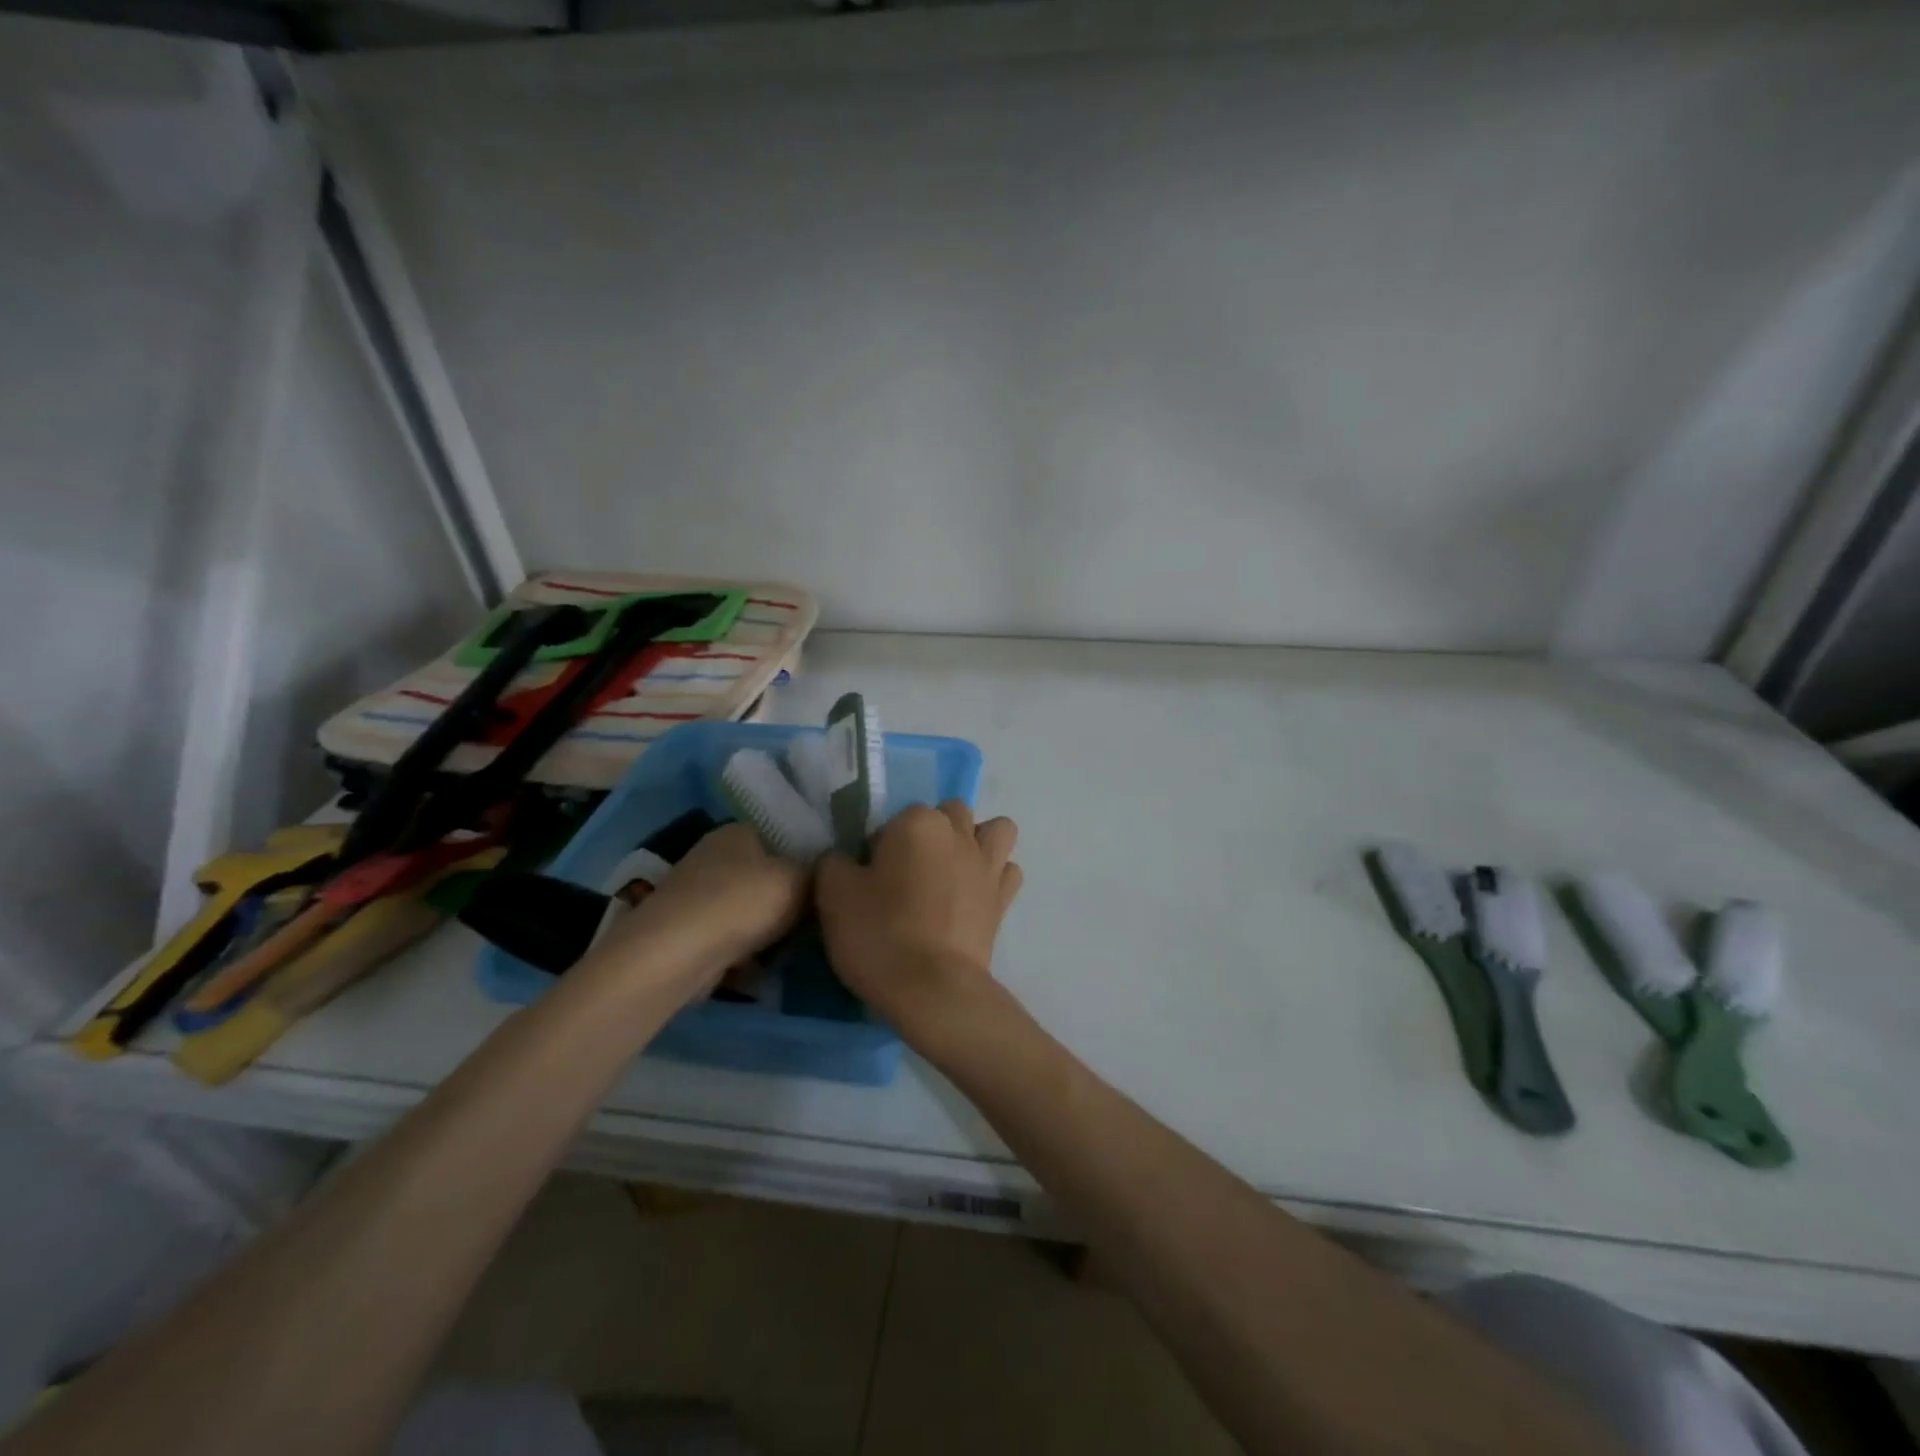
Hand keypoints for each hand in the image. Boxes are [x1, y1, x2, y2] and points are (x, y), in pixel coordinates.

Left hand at [583, 823, 806, 1001]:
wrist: (676, 956)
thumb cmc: (742, 903)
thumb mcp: (800, 880)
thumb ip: (820, 874)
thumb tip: (827, 876)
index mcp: (738, 830)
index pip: (784, 836)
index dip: (808, 859)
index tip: (829, 886)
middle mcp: (713, 856)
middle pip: (766, 875)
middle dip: (789, 899)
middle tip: (819, 920)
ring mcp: (697, 895)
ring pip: (750, 910)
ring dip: (770, 929)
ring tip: (798, 948)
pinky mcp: (687, 933)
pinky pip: (731, 938)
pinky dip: (747, 953)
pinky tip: (768, 968)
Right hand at [817, 802, 1022, 1038]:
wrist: (933, 990)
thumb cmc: (880, 934)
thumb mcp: (833, 895)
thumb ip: (835, 863)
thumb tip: (845, 861)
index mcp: (919, 822)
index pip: (896, 818)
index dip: (881, 846)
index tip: (871, 878)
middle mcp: (959, 833)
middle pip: (949, 814)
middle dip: (931, 834)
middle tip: (907, 874)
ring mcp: (988, 865)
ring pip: (994, 831)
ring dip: (976, 841)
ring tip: (952, 871)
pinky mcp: (1004, 898)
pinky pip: (1007, 870)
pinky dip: (994, 876)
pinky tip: (973, 895)